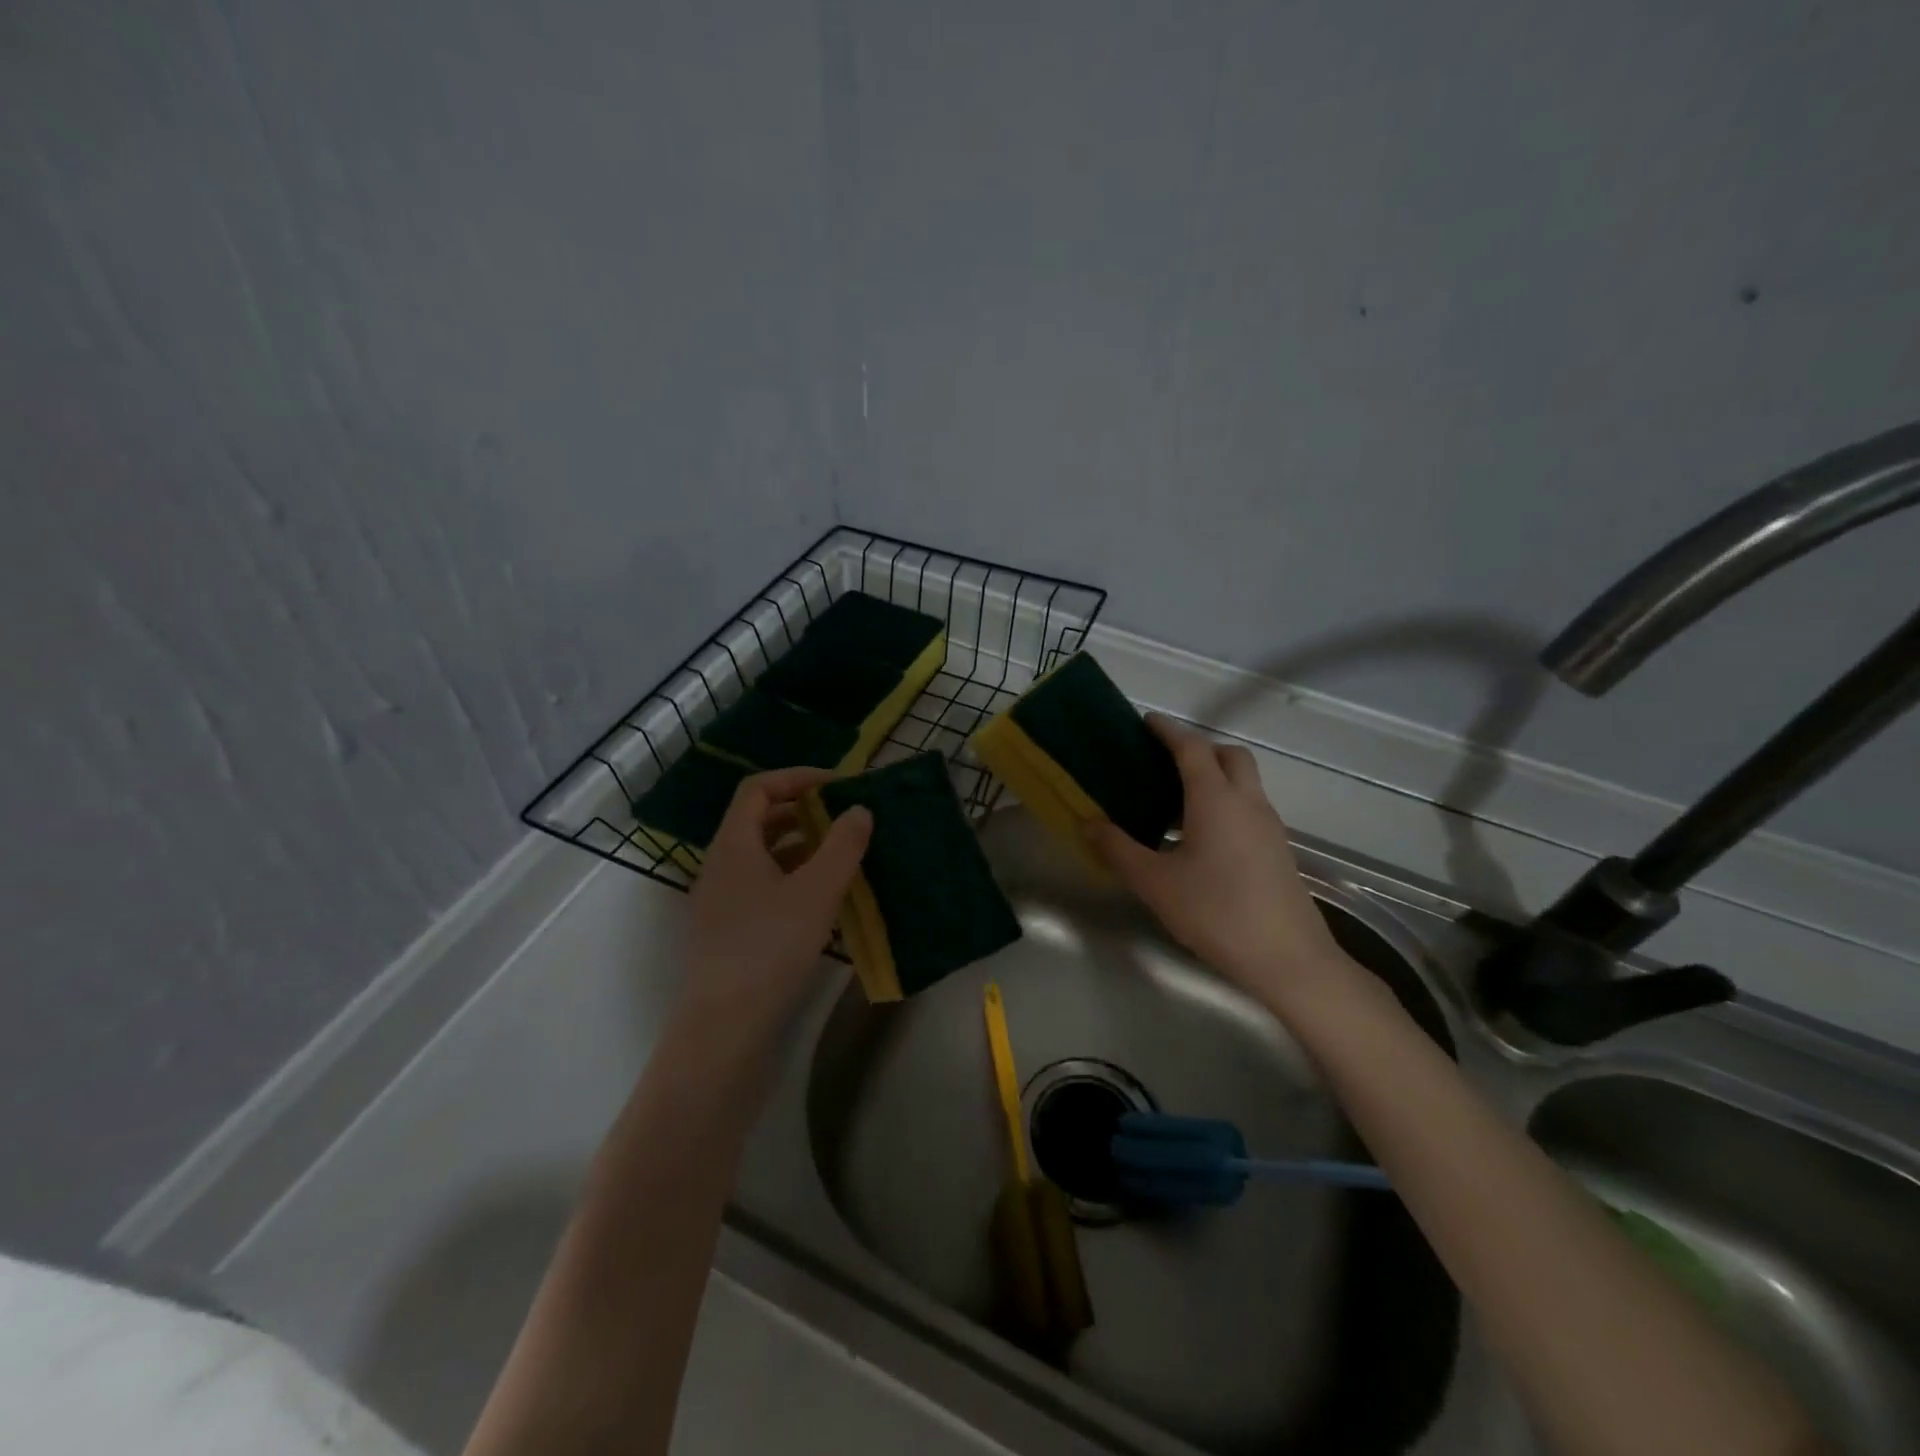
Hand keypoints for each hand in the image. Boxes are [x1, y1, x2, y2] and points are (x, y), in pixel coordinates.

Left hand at [675, 767, 871, 1057]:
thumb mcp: (817, 891)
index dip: (798, 778)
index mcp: (734, 844)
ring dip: (801, 846)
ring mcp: (720, 899)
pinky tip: (821, 899)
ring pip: (762, 855)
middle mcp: (720, 865)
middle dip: (803, 812)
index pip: (759, 788)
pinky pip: (761, 885)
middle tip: (843, 818)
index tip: (838, 786)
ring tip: (840, 856)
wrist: (725, 1025)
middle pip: (759, 820)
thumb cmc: (771, 947)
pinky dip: (792, 877)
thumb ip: (842, 845)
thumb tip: (859, 810)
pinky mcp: (728, 929)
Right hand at [1083, 715, 1354, 1007]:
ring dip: (1214, 777)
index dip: (1168, 730)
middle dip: (1198, 749)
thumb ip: (1118, 850)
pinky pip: (1249, 807)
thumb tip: (1088, 822)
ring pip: (1243, 782)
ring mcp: (1269, 826)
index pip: (1192, 747)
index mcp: (1215, 799)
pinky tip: (1200, 838)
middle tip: (1164, 763)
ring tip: (1175, 803)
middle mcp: (1247, 802)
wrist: (1289, 959)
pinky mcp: (1277, 849)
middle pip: (1228, 755)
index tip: (1146, 722)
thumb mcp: (1156, 883)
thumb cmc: (1216, 913)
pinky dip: (1225, 803)